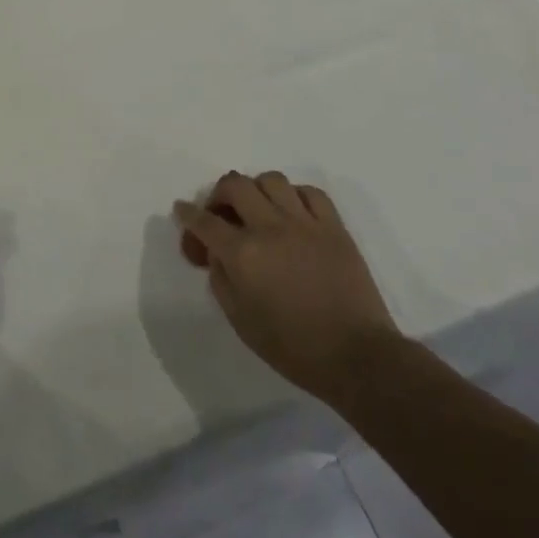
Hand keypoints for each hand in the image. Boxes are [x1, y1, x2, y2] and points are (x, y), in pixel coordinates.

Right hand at [174, 171, 399, 404]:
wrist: (357, 357)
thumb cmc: (294, 348)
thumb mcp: (241, 321)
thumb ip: (221, 280)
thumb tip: (217, 254)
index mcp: (243, 254)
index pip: (204, 222)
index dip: (188, 214)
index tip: (182, 210)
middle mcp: (269, 228)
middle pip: (235, 185)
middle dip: (219, 194)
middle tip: (220, 212)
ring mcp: (304, 223)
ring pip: (271, 180)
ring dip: (256, 190)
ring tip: (258, 209)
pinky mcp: (334, 226)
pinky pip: (310, 192)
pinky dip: (295, 196)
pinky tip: (292, 212)